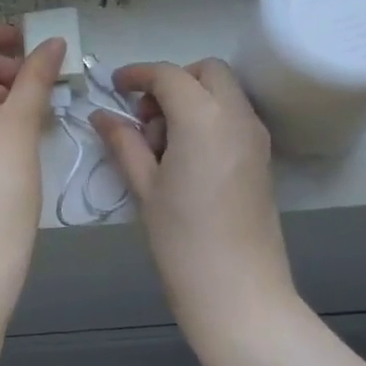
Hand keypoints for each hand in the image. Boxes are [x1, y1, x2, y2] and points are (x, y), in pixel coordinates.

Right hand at [92, 59, 295, 341]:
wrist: (240, 294)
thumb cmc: (183, 241)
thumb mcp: (145, 187)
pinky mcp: (263, 157)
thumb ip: (124, 142)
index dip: (138, 75)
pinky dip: (209, 117)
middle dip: (173, 80)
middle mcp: (237, 116)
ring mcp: (256, 136)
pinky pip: (234, 116)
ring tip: (162, 144)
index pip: (168, 75)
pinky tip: (185, 157)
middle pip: (207, 72)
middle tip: (146, 117)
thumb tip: (102, 115)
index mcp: (204, 117)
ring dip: (192, 98)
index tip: (115, 87)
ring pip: (224, 92)